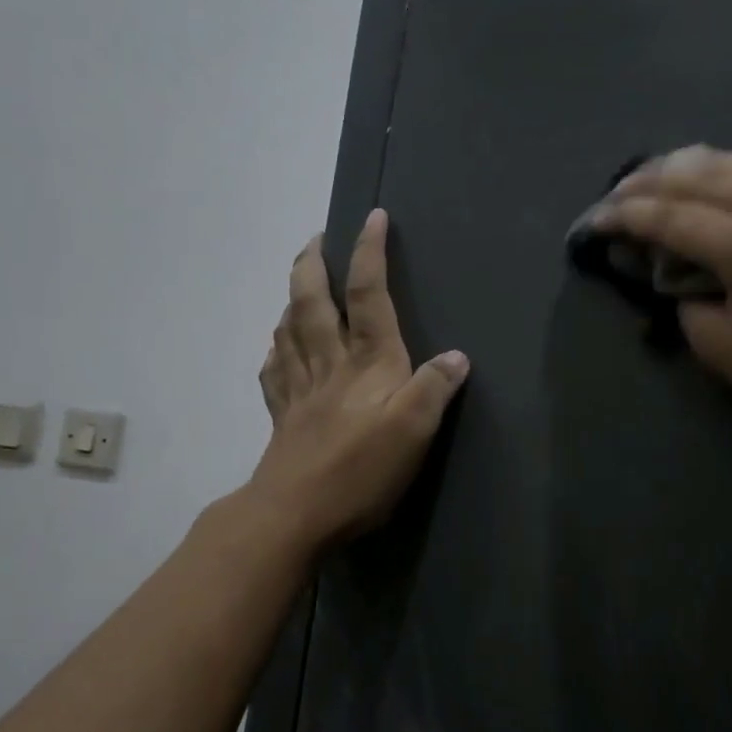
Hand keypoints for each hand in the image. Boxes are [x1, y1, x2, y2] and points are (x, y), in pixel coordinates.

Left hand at [249, 210, 469, 546]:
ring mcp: (299, 390)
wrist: (294, 514)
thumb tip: (456, 356)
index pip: (366, 294)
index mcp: (367, 362)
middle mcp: (329, 365)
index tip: (372, 217)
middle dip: (311, 264)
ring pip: (288, 330)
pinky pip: (274, 371)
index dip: (369, 253)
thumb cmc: (361, 470)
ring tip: (297, 284)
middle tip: (314, 239)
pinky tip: (277, 348)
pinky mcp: (283, 418)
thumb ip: (436, 388)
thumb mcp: (415, 429)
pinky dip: (275, 349)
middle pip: (311, 302)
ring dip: (291, 299)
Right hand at [592, 147, 731, 470]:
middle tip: (616, 194)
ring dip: (690, 167)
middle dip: (649, 181)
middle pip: (701, 175)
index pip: (671, 216)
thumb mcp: (719, 345)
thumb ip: (685, 294)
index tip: (594, 219)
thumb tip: (672, 266)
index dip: (625, 215)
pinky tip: (715, 179)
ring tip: (656, 175)